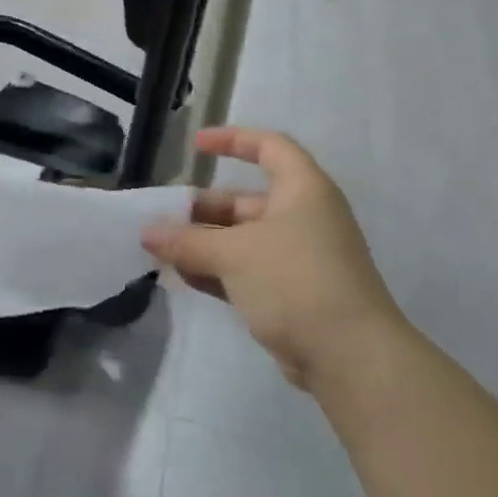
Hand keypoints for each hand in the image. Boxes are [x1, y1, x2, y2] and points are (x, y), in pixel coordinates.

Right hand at [141, 128, 405, 389]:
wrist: (350, 356)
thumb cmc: (295, 281)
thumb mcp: (234, 254)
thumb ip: (187, 242)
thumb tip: (146, 233)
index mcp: (302, 190)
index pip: (269, 147)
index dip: (232, 140)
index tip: (195, 146)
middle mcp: (303, 217)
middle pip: (246, 201)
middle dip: (202, 209)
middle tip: (162, 217)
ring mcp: (299, 258)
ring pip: (242, 240)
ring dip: (204, 243)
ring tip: (161, 250)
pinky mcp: (293, 294)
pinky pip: (247, 271)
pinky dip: (217, 271)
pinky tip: (181, 277)